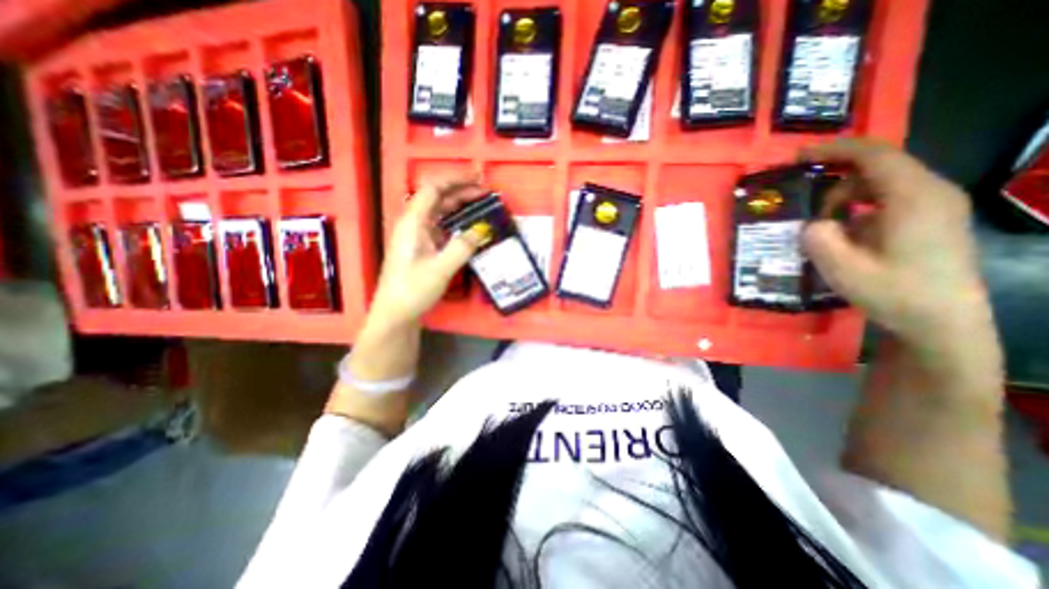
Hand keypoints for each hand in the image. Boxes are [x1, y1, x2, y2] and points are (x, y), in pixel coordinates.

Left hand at [367, 172, 488, 328]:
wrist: (395, 314)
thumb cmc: (413, 290)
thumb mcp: (441, 269)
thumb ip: (463, 247)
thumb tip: (483, 229)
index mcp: (413, 223)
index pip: (433, 189)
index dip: (456, 180)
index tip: (478, 179)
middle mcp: (413, 224)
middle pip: (437, 198)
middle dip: (461, 191)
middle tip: (486, 193)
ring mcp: (417, 236)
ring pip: (439, 212)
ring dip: (459, 206)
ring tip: (481, 206)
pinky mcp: (422, 248)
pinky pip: (441, 227)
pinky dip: (456, 223)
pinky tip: (468, 227)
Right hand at [804, 141, 994, 355]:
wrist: (942, 322)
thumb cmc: (894, 293)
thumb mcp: (843, 269)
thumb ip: (819, 239)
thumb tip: (812, 224)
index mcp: (913, 199)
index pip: (875, 156)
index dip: (835, 150)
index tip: (799, 156)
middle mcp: (930, 194)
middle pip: (877, 168)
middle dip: (833, 179)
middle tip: (801, 200)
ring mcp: (934, 207)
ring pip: (880, 185)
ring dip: (843, 198)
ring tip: (820, 226)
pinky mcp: (929, 221)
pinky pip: (887, 201)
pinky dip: (857, 209)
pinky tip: (842, 234)